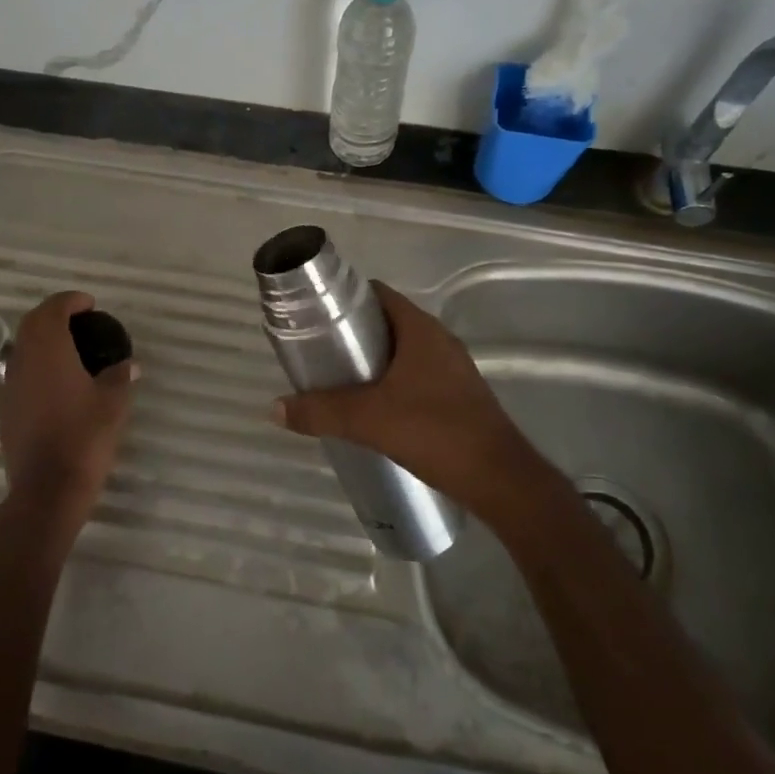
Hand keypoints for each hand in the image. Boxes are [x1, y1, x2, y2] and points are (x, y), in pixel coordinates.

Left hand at [0, 291, 137, 538]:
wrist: (47, 490)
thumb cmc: (83, 438)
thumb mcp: (113, 404)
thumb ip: (120, 377)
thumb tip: (129, 364)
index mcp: (49, 351)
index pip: (52, 310)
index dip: (70, 301)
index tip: (90, 304)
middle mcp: (23, 362)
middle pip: (32, 324)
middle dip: (54, 315)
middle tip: (80, 319)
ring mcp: (10, 387)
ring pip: (23, 349)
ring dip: (43, 340)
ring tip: (71, 349)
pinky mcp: (7, 411)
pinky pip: (21, 373)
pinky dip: (38, 365)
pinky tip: (59, 382)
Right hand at [272, 281, 543, 521]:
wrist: (500, 480)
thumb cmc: (435, 432)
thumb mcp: (368, 420)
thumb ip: (320, 411)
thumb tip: (274, 408)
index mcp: (421, 330)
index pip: (379, 294)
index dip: (346, 298)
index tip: (317, 315)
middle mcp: (439, 340)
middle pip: (388, 322)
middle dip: (354, 334)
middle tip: (321, 352)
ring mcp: (453, 369)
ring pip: (403, 352)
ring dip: (374, 361)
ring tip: (340, 382)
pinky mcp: (459, 396)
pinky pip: (417, 375)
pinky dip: (393, 382)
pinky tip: (375, 410)